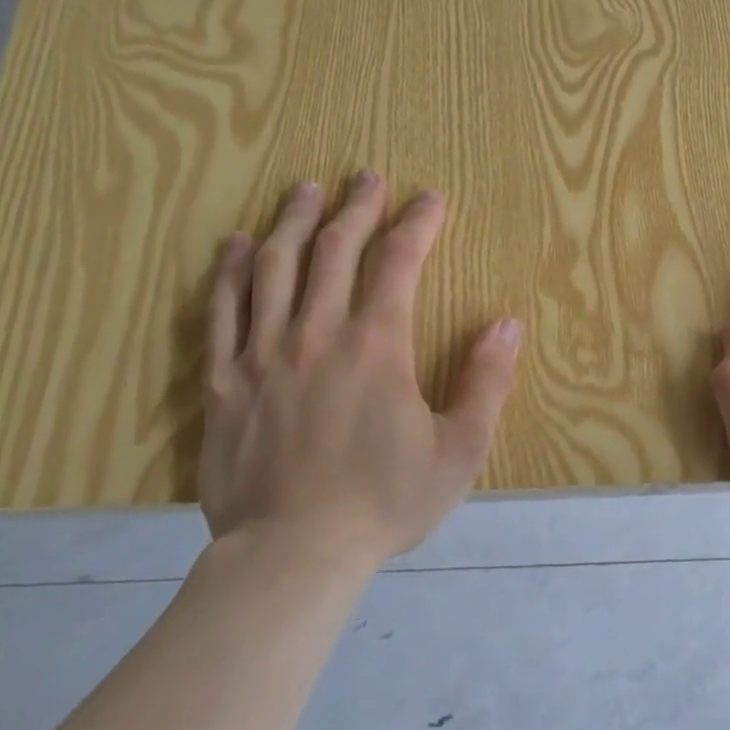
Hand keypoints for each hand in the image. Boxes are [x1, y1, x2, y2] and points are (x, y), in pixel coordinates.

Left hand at [198, 171, 521, 564]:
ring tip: (305, 189)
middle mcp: (317, 332)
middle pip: (335, 249)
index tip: (430, 199)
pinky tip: (238, 245)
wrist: (294, 553)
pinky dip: (232, 270)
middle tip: (368, 176)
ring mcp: (263, 352)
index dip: (417, 224)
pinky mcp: (224, 379)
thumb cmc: (385, 503)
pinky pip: (223, 309)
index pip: (399, 262)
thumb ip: (486, 383)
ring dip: (294, 221)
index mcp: (377, 346)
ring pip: (276, 266)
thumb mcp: (459, 451)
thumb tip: (506, 324)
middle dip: (357, 206)